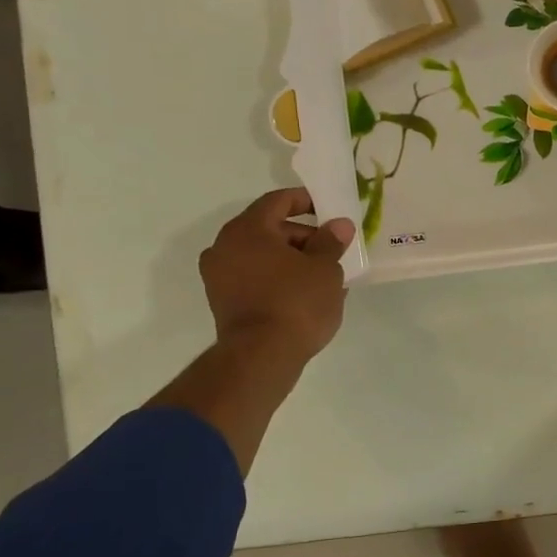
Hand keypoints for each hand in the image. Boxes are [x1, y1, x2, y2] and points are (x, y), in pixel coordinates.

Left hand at [198, 188, 353, 369]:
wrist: (262, 356)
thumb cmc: (296, 302)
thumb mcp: (325, 268)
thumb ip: (331, 241)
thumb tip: (338, 225)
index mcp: (247, 230)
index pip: (277, 201)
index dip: (304, 200)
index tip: (328, 208)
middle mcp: (224, 246)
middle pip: (268, 229)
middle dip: (302, 235)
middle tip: (332, 248)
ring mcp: (219, 276)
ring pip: (261, 255)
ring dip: (291, 258)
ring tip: (323, 274)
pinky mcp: (223, 301)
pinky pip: (255, 277)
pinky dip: (277, 277)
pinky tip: (304, 292)